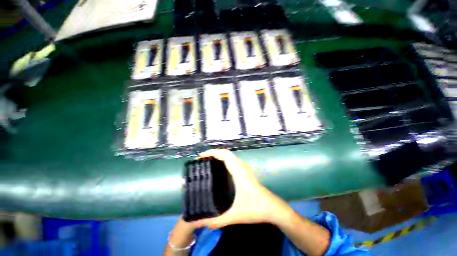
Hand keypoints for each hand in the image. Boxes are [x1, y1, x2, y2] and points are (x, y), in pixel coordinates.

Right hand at [192, 149, 286, 228]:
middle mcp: (241, 167)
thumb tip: (199, 223)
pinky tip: (219, 167)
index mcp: (239, 172)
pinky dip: (224, 159)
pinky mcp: (246, 171)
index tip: (201, 156)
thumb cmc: (256, 209)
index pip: (225, 156)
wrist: (273, 208)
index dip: (213, 152)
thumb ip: (217, 221)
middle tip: (202, 159)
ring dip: (219, 155)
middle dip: (214, 153)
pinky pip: (233, 160)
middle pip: (226, 153)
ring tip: (208, 161)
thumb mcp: (235, 216)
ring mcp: (244, 168)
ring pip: (230, 156)